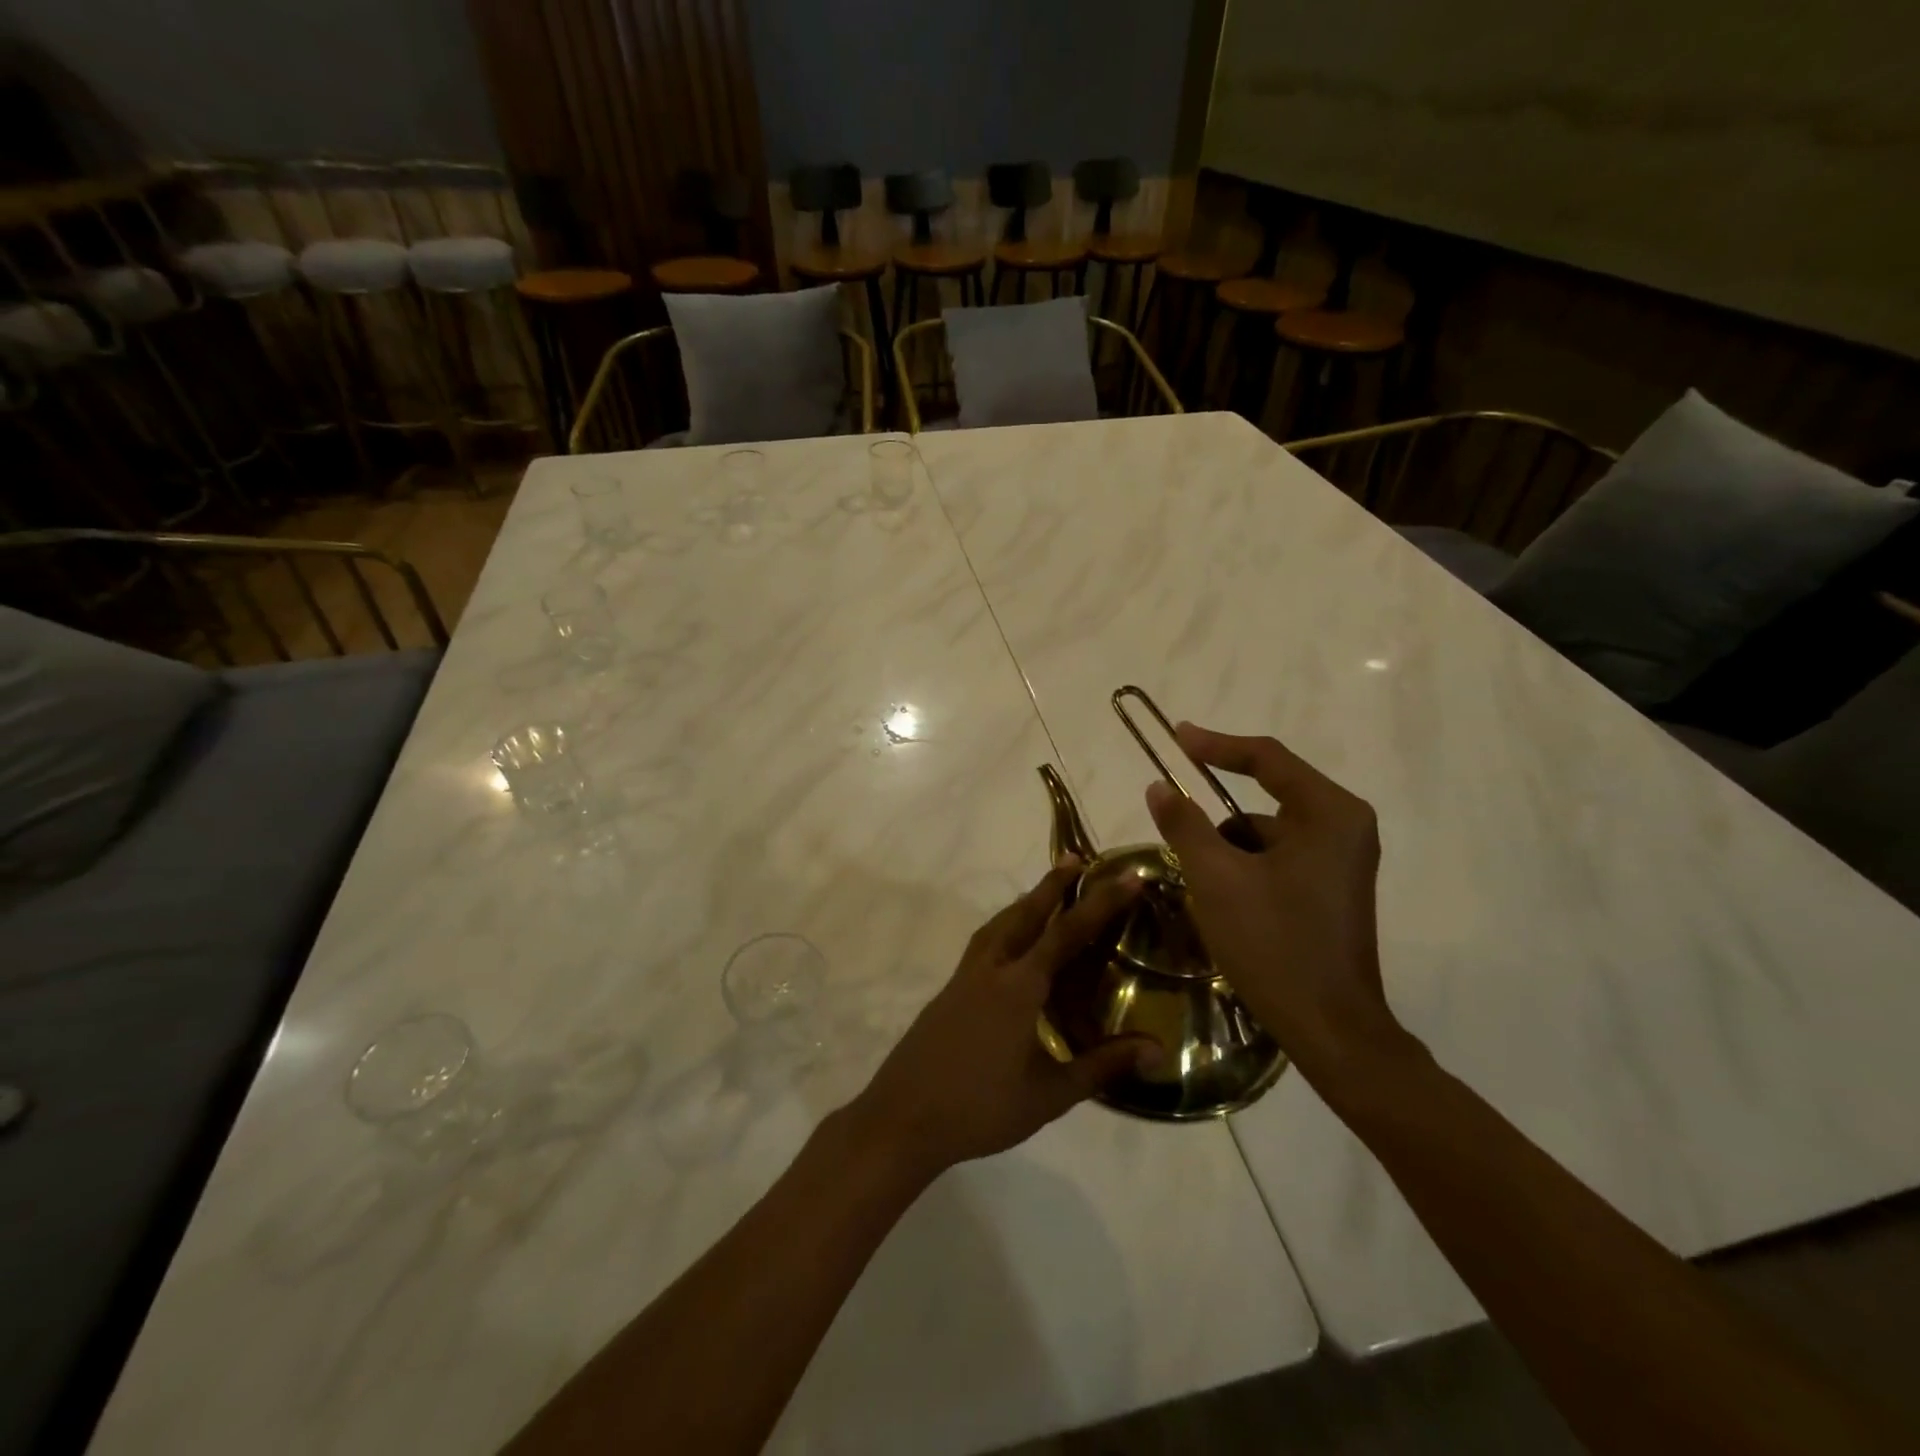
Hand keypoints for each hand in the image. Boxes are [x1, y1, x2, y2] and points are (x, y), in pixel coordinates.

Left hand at [846, 863, 1158, 1181]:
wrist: (903, 1118)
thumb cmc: (981, 1108)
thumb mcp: (1050, 1094)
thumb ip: (1102, 1066)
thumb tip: (1157, 1050)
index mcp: (1018, 986)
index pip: (1066, 933)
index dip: (1099, 902)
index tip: (1125, 875)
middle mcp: (990, 969)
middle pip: (1025, 914)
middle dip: (1052, 885)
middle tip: (1076, 859)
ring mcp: (964, 978)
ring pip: (998, 925)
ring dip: (1024, 902)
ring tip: (1044, 893)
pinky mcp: (949, 991)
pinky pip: (983, 943)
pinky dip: (1004, 927)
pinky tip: (1010, 945)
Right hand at [1145, 723, 1407, 1082]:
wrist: (1331, 1030)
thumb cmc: (1274, 945)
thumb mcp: (1216, 879)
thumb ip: (1184, 825)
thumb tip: (1159, 786)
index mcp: (1329, 813)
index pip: (1267, 758)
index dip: (1216, 744)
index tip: (1176, 738)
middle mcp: (1345, 827)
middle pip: (1268, 797)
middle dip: (1217, 817)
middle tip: (1175, 824)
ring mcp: (1343, 860)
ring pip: (1267, 833)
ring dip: (1228, 849)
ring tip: (1200, 885)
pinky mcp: (1333, 888)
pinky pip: (1278, 858)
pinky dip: (1245, 869)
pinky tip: (1223, 903)